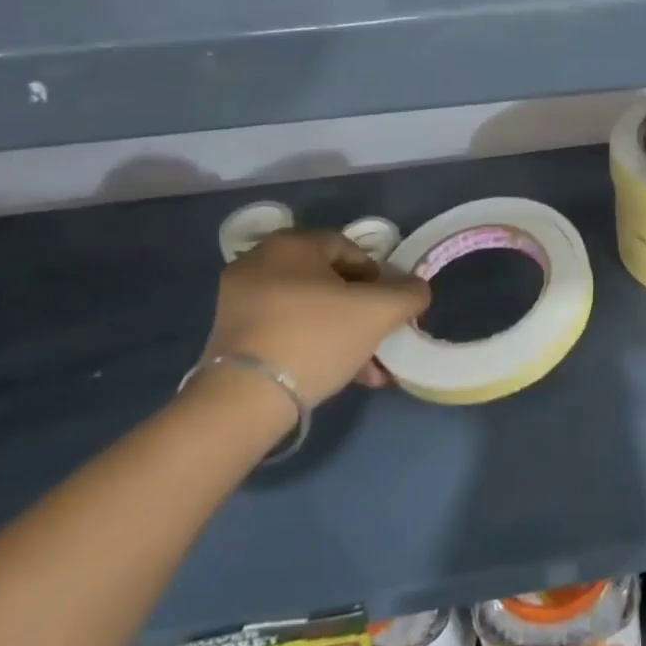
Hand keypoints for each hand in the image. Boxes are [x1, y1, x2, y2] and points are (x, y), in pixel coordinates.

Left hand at [202, 229, 430, 407]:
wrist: (243, 401)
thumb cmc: (316, 337)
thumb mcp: (380, 311)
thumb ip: (409, 293)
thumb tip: (415, 290)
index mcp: (291, 244)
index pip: (351, 249)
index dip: (380, 278)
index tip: (391, 309)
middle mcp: (259, 263)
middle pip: (330, 282)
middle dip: (362, 312)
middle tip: (381, 338)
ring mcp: (239, 300)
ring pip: (310, 310)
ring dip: (344, 334)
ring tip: (368, 369)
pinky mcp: (230, 336)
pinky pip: (287, 330)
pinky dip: (315, 346)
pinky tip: (340, 375)